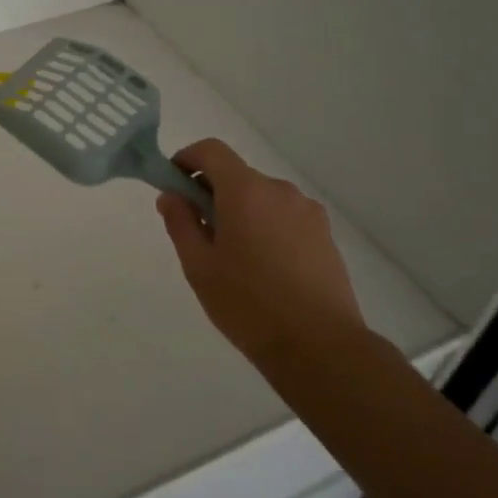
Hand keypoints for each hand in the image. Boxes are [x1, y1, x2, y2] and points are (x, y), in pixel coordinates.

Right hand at [156, 138, 369, 365]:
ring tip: (234, 258)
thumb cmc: (248, 304)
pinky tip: (264, 269)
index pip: (211, 150)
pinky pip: (285, 217)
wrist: (320, 347)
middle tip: (198, 233)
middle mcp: (280, 190)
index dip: (187, 159)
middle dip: (212, 193)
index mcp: (246, 191)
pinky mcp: (325, 235)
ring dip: (241, 212)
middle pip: (237, 175)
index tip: (173, 185)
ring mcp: (308, 212)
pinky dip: (266, 227)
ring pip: (262, 198)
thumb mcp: (199, 265)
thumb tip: (171, 196)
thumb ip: (181, 222)